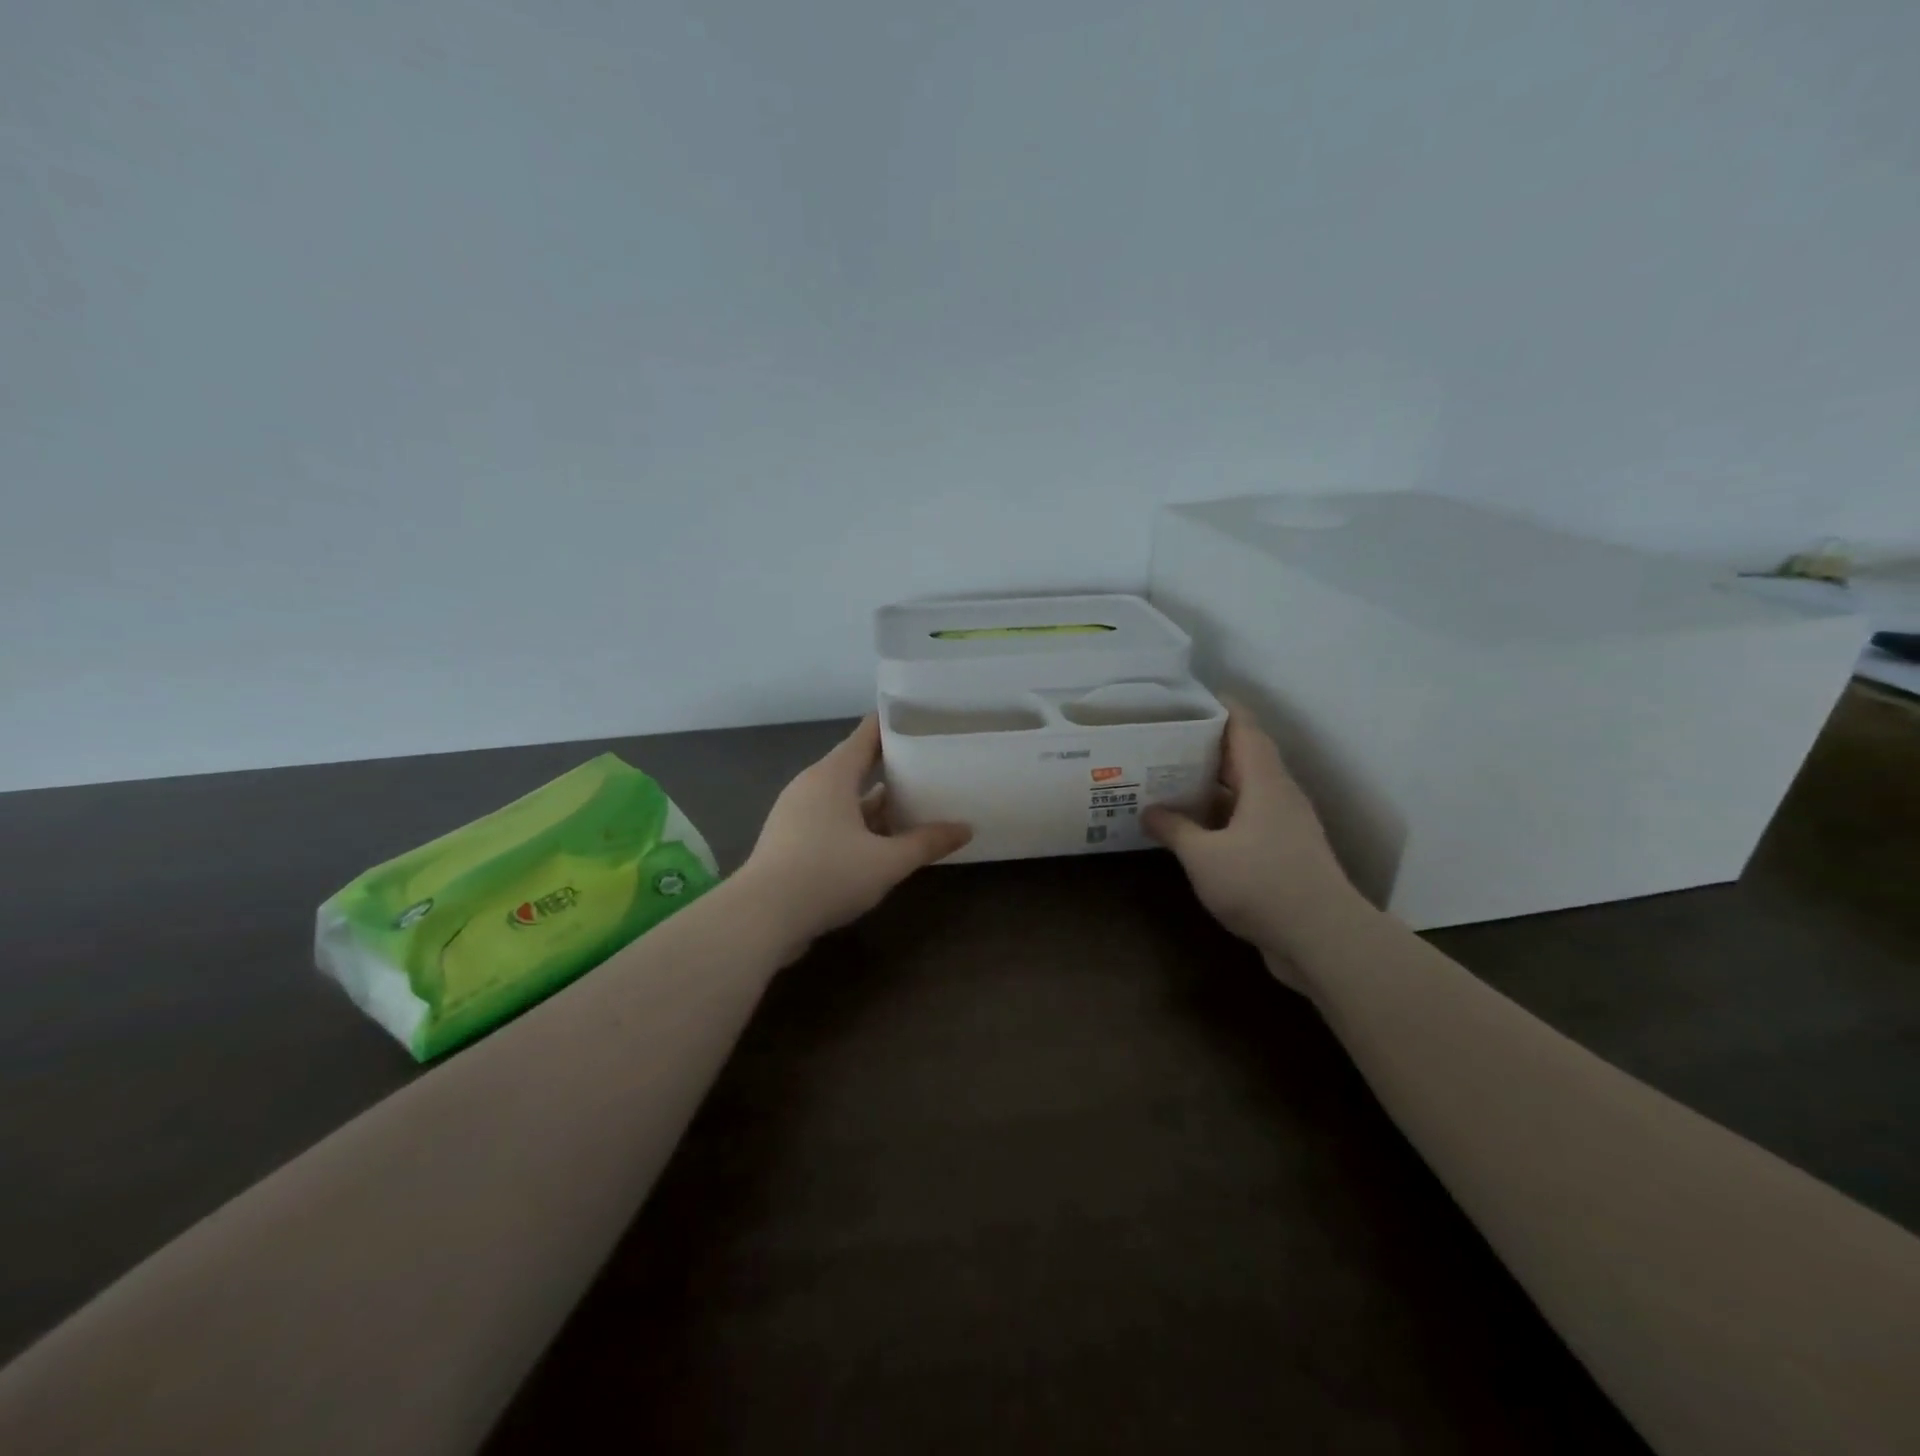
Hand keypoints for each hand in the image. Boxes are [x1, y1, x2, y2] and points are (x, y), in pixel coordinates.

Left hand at [735, 715, 971, 961]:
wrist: (761, 918)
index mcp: (832, 776)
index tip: (920, 718)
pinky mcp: (790, 841)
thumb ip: (926, 843)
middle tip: (927, 763)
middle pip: (855, 765)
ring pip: (844, 798)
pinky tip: (880, 842)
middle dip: (890, 766)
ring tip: (912, 803)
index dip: (892, 724)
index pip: (865, 735)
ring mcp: (796, 814)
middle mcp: (811, 786)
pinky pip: (831, 820)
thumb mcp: (887, 861)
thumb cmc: (827, 875)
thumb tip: (966, 829)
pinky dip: (857, 825)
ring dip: (875, 802)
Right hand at [1142, 704, 1362, 960]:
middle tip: (1164, 740)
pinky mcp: (1284, 854)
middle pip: (1244, 757)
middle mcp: (1279, 796)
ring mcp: (1285, 826)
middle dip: (1206, 746)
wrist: (1323, 939)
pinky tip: (1192, 828)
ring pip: (1245, 791)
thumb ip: (1175, 829)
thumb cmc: (1262, 884)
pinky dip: (1220, 816)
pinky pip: (1247, 820)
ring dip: (1211, 785)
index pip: (1244, 728)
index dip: (1220, 708)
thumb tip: (1150, 811)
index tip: (1189, 698)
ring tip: (1169, 779)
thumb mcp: (1204, 856)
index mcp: (1265, 782)